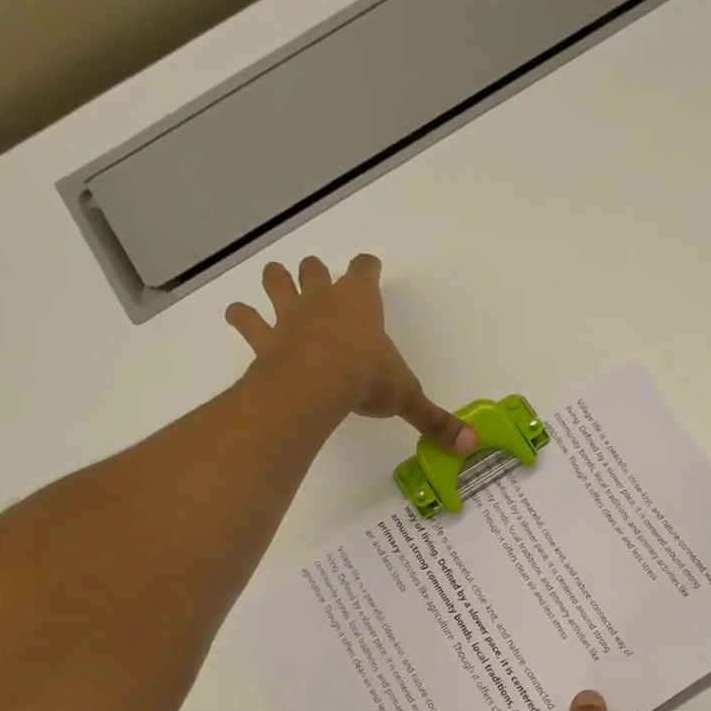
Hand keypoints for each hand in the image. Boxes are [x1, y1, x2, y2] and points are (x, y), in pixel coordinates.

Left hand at [226, 256, 476, 453]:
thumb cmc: (368, 378)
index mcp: (361, 303)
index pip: (365, 270)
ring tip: (276, 283)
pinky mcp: (264, 337)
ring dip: (276, 281)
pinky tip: (238, 317)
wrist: (319, 382)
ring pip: (277, 281)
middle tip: (318, 278)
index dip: (367, 267)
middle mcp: (324, 299)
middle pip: (315, 269)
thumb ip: (435, 420)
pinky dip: (241, 317)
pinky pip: (246, 319)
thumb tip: (472, 445)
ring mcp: (289, 314)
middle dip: (317, 272)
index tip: (370, 266)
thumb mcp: (408, 397)